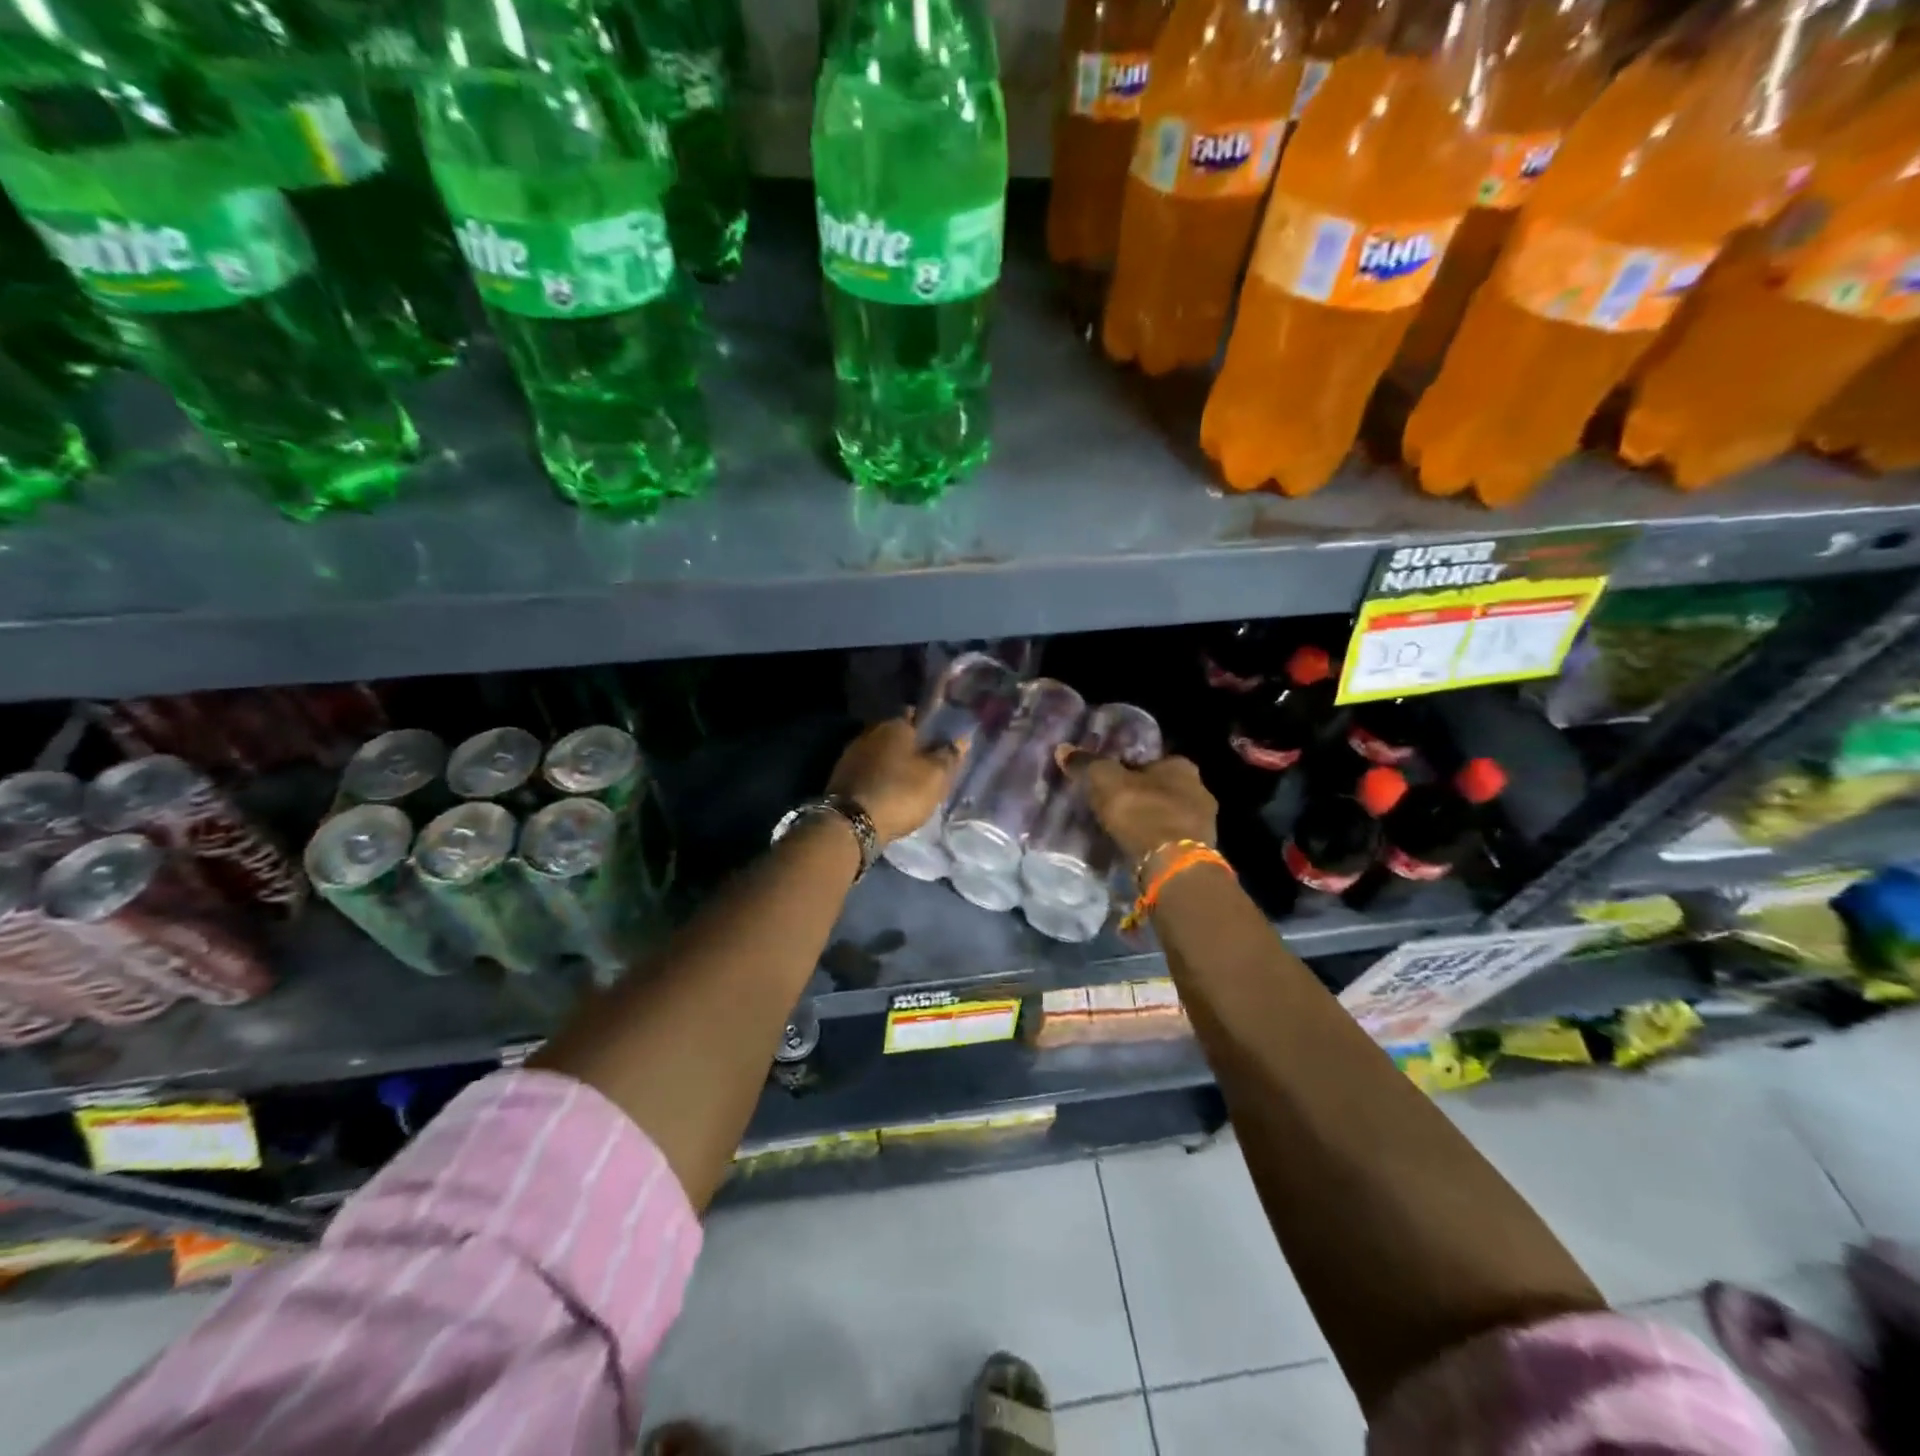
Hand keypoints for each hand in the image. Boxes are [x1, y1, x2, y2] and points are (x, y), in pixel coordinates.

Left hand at [828, 716, 965, 845]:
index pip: (916, 715)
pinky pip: (867, 769)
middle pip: (895, 734)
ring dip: (891, 761)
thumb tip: (962, 739)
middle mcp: (871, 731)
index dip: (928, 726)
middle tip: (925, 762)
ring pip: (879, 751)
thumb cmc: (900, 793)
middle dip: (908, 745)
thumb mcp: (935, 777)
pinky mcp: (840, 774)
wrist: (851, 823)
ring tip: (906, 778)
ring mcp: (852, 752)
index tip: (938, 741)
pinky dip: (877, 775)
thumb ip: (949, 756)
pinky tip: (886, 788)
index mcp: (896, 725)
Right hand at [1059, 748, 1216, 871]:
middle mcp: (1199, 788)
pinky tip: (1138, 846)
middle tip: (1114, 804)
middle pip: (1161, 786)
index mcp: (1182, 765)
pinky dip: (1156, 839)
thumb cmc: (1141, 812)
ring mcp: (1203, 821)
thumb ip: (1086, 764)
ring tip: (1123, 828)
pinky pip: (1171, 836)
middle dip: (1140, 793)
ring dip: (1149, 818)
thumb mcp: (1106, 781)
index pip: (1150, 759)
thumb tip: (1063, 749)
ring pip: (1168, 812)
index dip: (1127, 768)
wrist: (1172, 864)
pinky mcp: (1199, 849)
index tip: (1108, 780)